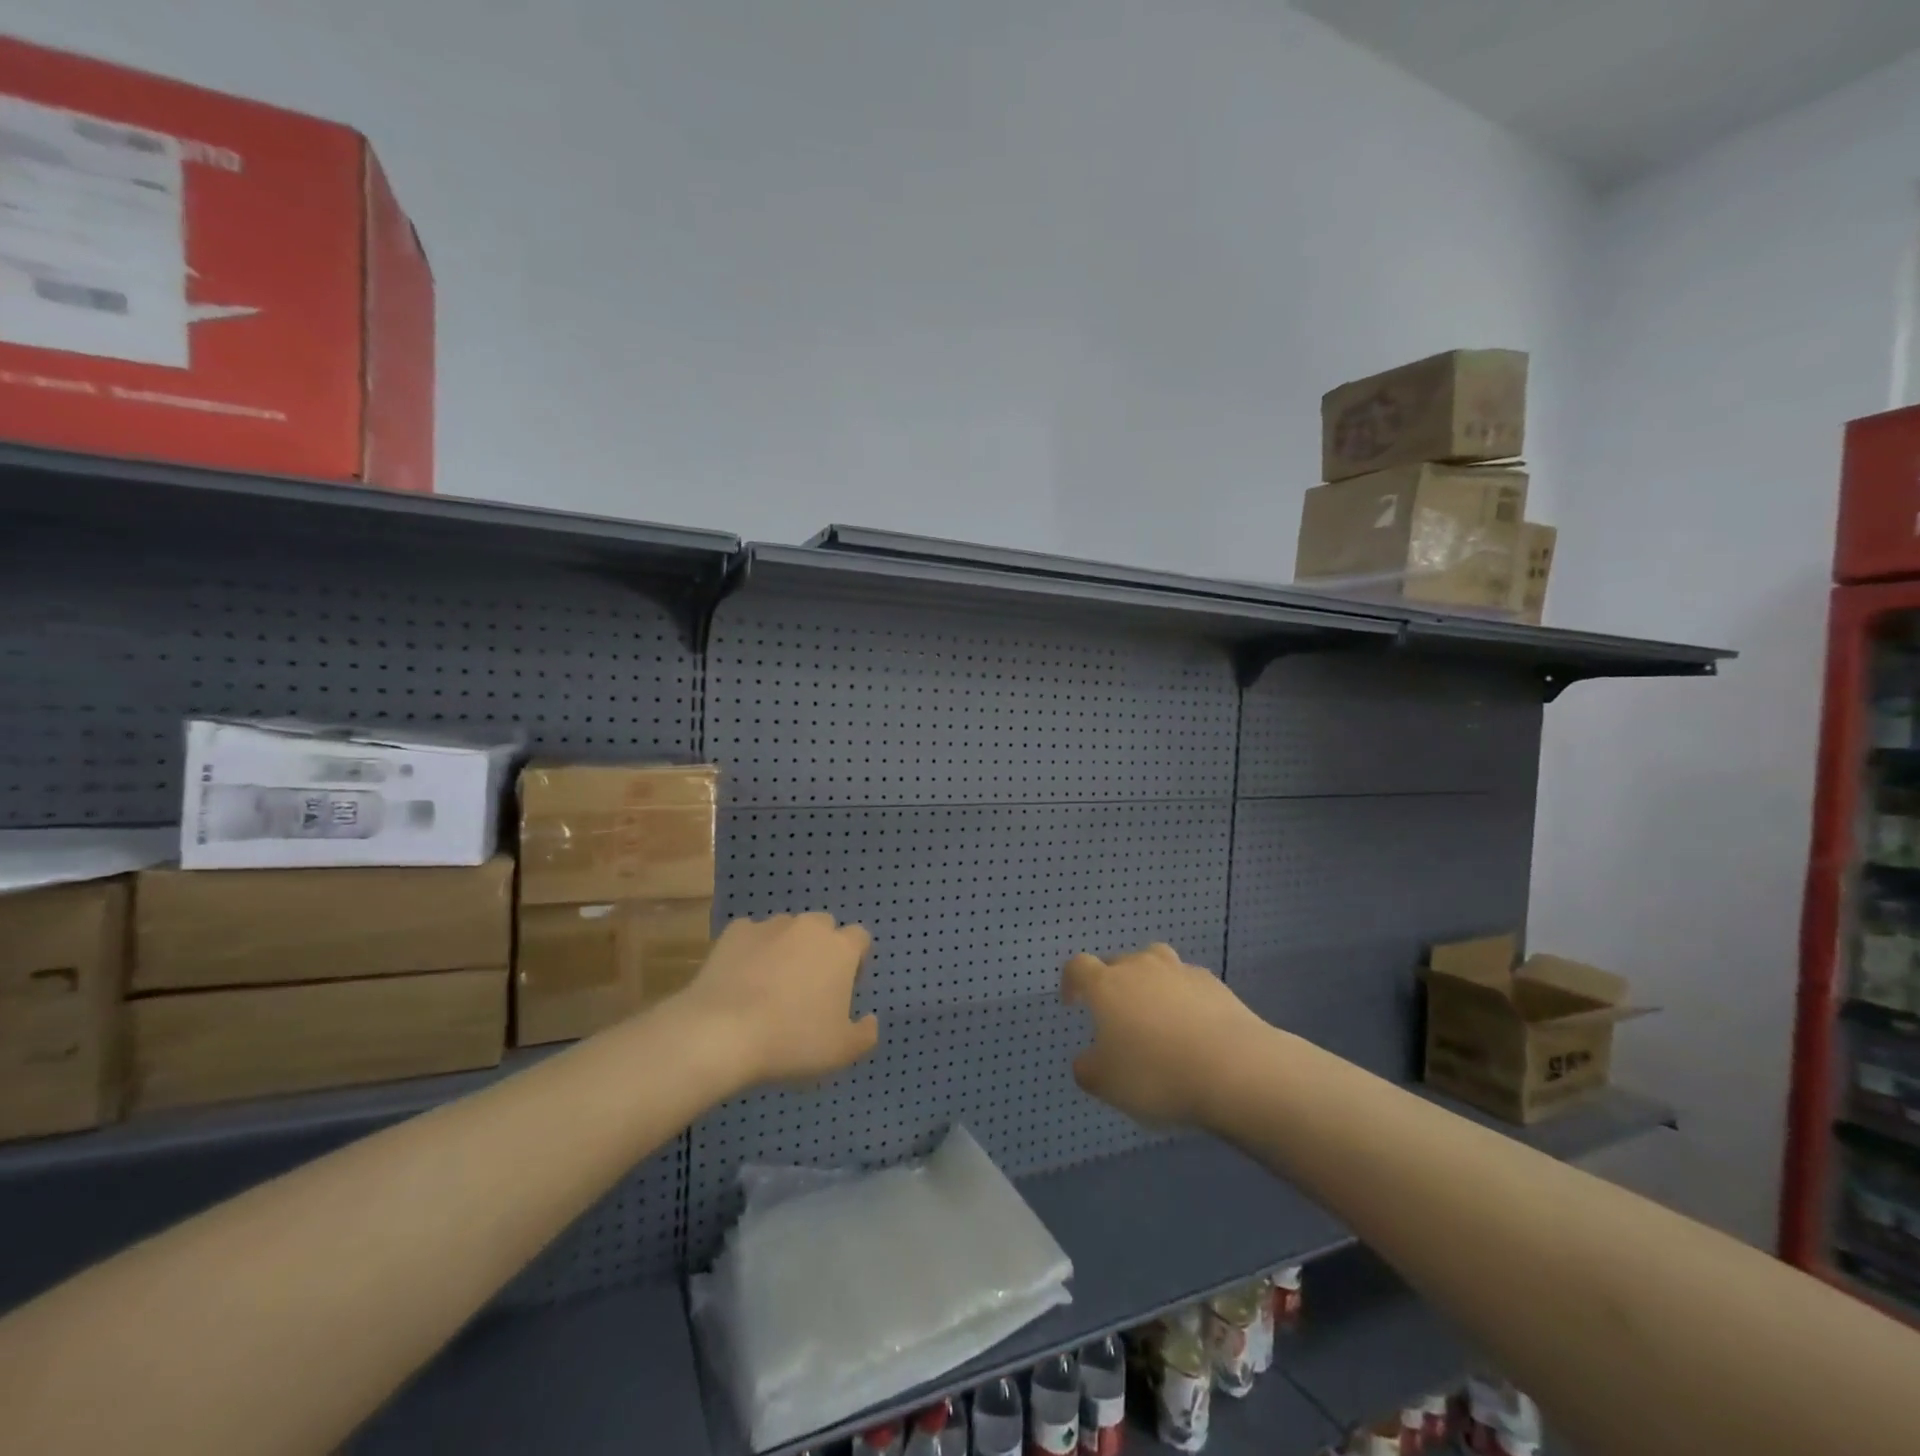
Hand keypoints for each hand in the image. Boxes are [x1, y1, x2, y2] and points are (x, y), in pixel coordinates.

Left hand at [676, 913, 878, 1087]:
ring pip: (787, 929)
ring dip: (786, 948)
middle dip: (820, 949)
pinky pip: (751, 936)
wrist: (722, 1033)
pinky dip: (751, 951)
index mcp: (840, 948)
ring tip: (770, 985)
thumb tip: (870, 1019)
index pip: (860, 938)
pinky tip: (741, 979)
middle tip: (807, 987)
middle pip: (823, 928)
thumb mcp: (842, 1051)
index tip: (842, 989)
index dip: (855, 961)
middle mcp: (809, 927)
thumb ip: (865, 1034)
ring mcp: (770, 926)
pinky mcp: (735, 932)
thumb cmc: (792, 1040)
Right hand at [1064, 943, 1259, 1127]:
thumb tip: (1087, 1060)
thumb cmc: (1158, 1075)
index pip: (1078, 967)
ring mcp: (1179, 971)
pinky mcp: (1213, 983)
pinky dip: (1182, 997)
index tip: (1073, 1003)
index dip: (1071, 981)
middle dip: (1111, 984)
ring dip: (1149, 982)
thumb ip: (1088, 1069)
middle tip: (1117, 1017)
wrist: (1235, 1069)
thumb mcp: (1107, 1084)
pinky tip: (1192, 1026)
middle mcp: (1140, 967)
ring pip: (1155, 964)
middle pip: (1117, 962)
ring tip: (1156, 1014)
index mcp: (1107, 986)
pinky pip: (1186, 982)